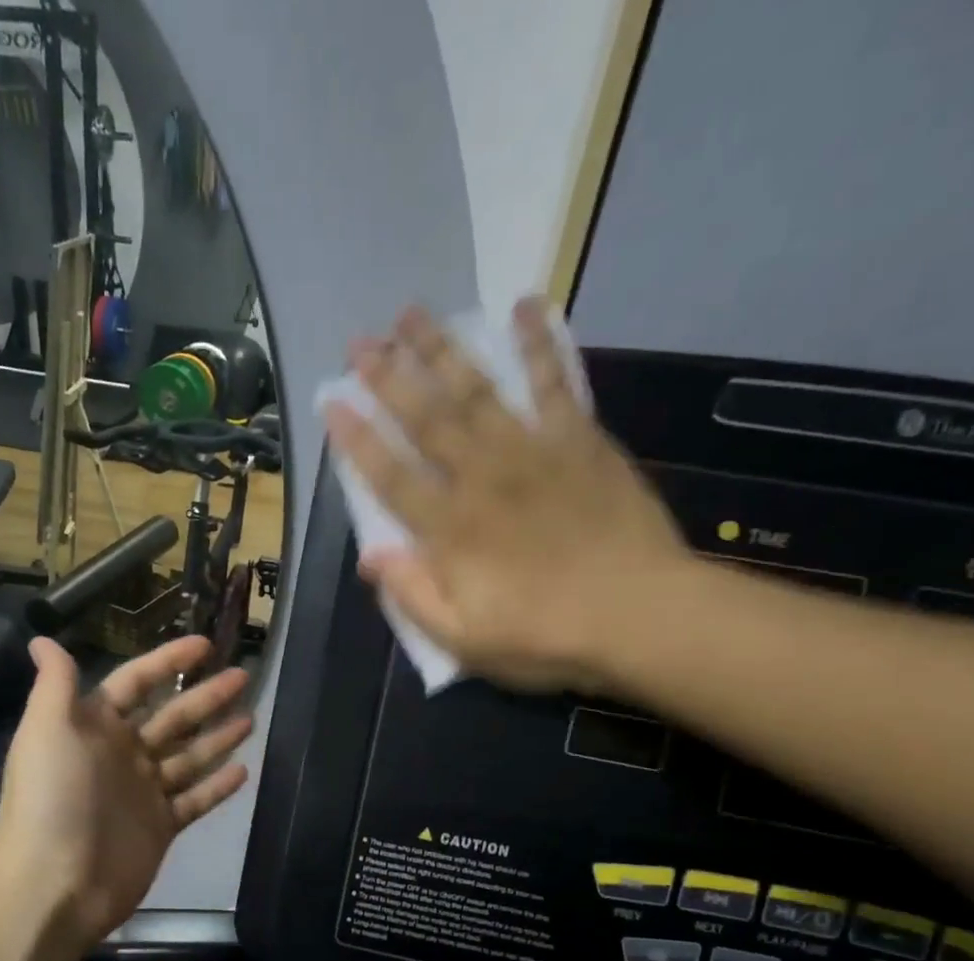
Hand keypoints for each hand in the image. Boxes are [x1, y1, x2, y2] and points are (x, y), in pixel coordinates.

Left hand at [0, 635, 251, 954]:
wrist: (55, 883)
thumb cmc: (51, 798)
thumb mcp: (46, 729)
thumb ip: (55, 683)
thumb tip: (41, 639)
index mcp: (93, 726)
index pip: (136, 682)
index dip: (168, 661)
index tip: (205, 645)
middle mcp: (121, 754)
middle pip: (171, 716)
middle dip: (206, 696)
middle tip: (243, 677)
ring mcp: (143, 792)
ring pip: (188, 756)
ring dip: (218, 737)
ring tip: (251, 718)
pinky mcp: (161, 827)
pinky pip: (195, 799)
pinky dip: (217, 786)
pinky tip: (244, 770)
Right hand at [326, 299, 693, 691]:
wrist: (641, 616)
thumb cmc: (545, 637)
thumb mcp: (463, 640)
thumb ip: (413, 596)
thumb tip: (369, 557)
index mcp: (450, 529)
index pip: (390, 476)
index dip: (357, 439)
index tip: (332, 403)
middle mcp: (482, 477)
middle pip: (427, 419)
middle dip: (389, 378)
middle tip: (359, 342)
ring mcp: (532, 452)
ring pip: (478, 390)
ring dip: (442, 349)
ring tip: (413, 313)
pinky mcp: (579, 441)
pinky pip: (555, 383)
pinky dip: (539, 344)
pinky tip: (524, 306)